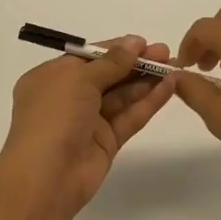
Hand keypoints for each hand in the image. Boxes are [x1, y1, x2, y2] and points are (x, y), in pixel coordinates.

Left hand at [0, 37, 175, 219]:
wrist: (46, 177)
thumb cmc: (54, 116)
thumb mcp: (79, 78)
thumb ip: (111, 62)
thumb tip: (133, 43)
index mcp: (52, 78)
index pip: (89, 57)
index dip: (117, 49)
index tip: (144, 42)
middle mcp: (69, 97)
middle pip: (108, 75)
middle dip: (136, 63)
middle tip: (166, 53)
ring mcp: (88, 121)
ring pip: (122, 96)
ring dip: (146, 80)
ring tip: (174, 66)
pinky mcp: (106, 142)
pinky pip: (129, 116)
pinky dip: (148, 102)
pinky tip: (169, 87)